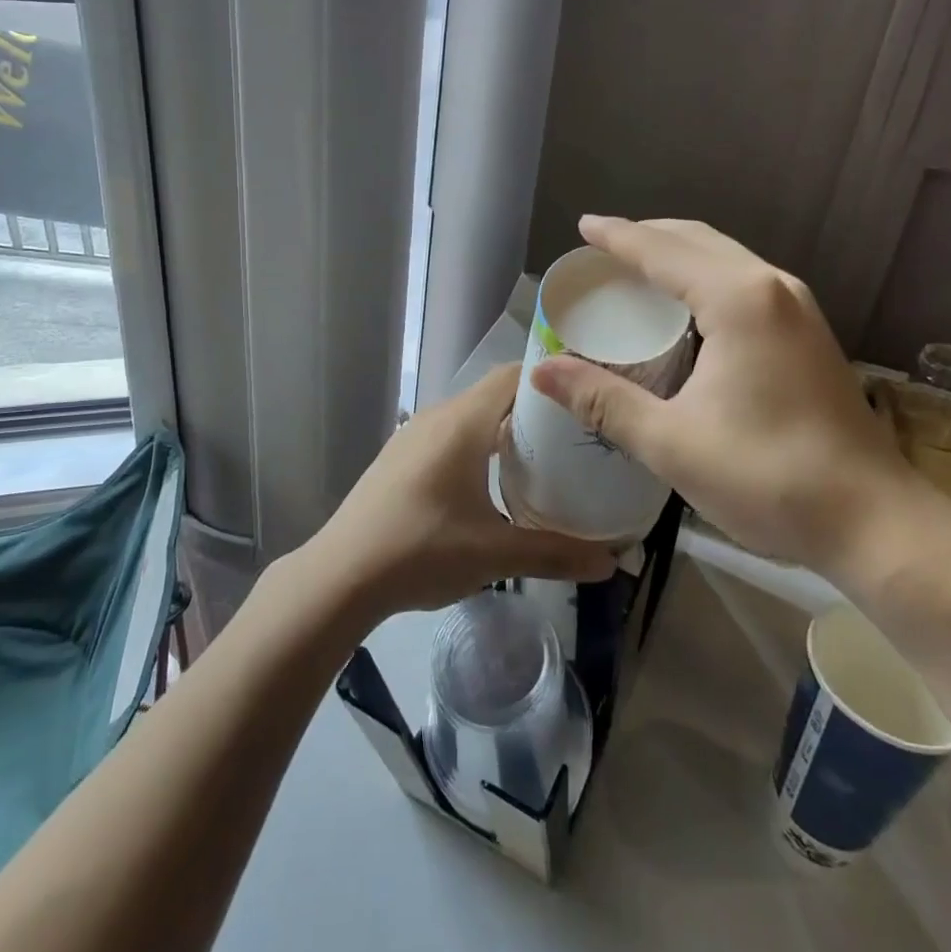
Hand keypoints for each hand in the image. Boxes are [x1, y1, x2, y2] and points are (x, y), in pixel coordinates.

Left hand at [299, 364, 616, 625]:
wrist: (340, 575)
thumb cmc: (422, 550)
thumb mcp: (495, 554)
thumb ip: (555, 554)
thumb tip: (610, 563)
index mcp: (463, 422)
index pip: (514, 376)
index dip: (551, 380)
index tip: (584, 398)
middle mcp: (437, 417)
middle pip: (494, 396)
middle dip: (534, 412)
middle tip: (575, 437)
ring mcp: (413, 436)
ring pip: (470, 418)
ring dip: (503, 431)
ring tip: (541, 460)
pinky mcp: (399, 458)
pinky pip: (449, 436)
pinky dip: (477, 447)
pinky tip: (490, 483)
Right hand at [530, 217, 941, 590]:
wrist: (874, 520)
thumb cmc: (768, 477)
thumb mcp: (671, 442)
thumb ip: (602, 400)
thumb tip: (540, 371)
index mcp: (738, 300)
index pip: (662, 251)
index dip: (618, 237)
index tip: (582, 226)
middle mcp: (772, 287)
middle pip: (697, 241)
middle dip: (648, 237)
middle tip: (602, 251)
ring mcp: (798, 307)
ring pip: (726, 258)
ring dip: (679, 255)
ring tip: (637, 270)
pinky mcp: (809, 331)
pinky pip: (744, 281)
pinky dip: (704, 277)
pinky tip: (686, 308)